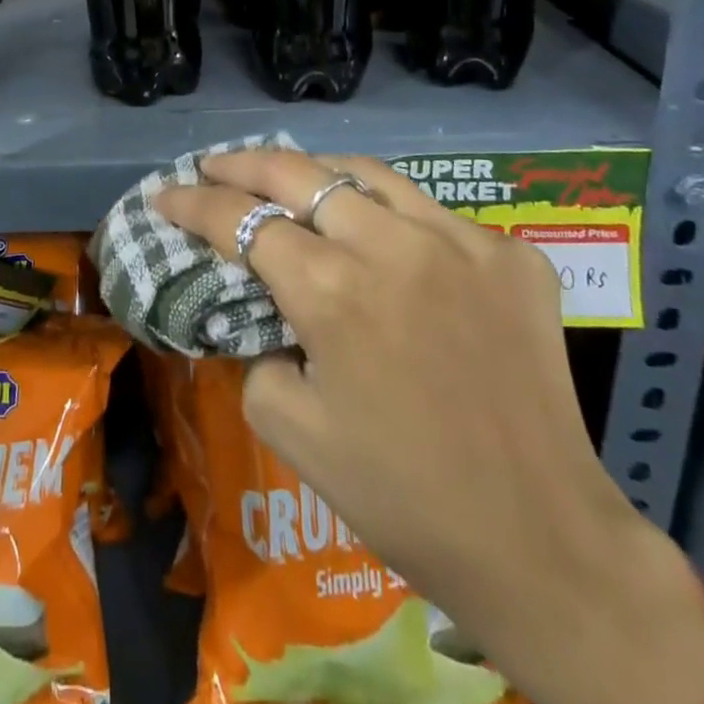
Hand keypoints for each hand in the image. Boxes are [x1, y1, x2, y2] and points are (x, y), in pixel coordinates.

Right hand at [153, 149, 631, 617]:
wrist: (539, 540)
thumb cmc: (400, 494)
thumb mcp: (289, 428)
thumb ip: (254, 350)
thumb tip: (258, 310)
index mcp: (332, 292)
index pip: (241, 220)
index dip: (192, 202)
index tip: (164, 193)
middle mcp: (393, 246)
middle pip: (297, 173)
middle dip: (242, 163)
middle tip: (211, 165)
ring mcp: (461, 241)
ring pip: (366, 173)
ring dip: (314, 171)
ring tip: (286, 178)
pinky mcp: (511, 254)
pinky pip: (431, 212)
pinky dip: (387, 212)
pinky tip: (376, 233)